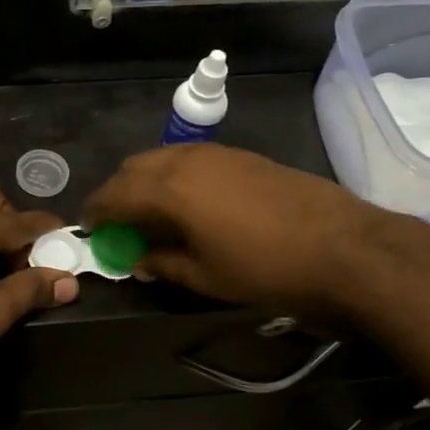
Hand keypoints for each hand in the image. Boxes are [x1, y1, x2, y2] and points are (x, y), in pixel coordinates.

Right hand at [82, 144, 369, 312]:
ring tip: (150, 212)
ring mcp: (216, 153)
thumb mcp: (205, 276)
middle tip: (117, 222)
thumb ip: (163, 263)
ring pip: (163, 158)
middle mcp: (185, 160)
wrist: (342, 246)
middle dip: (117, 192)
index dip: (96, 210)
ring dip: (146, 180)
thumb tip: (139, 260)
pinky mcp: (242, 155)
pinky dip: (174, 175)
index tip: (87, 227)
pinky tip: (188, 202)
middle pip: (134, 167)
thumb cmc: (264, 267)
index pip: (114, 193)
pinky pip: (190, 158)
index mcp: (168, 189)